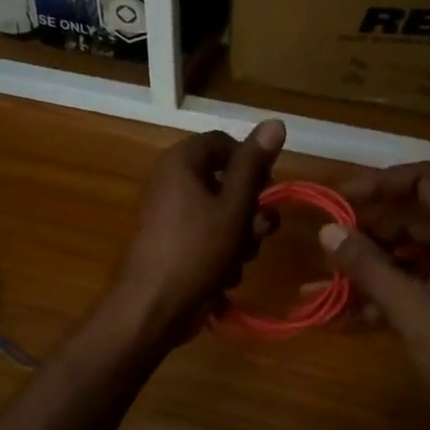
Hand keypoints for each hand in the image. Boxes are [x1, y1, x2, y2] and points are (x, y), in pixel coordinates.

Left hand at [113, 120, 284, 343]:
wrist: (154, 307)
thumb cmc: (197, 250)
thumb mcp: (234, 205)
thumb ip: (254, 165)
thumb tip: (275, 121)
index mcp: (181, 162)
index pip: (224, 143)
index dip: (251, 163)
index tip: (269, 188)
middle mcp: (172, 181)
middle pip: (226, 181)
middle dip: (250, 210)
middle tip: (258, 231)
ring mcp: (171, 214)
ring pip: (223, 214)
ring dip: (241, 237)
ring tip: (238, 259)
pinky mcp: (174, 243)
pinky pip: (208, 237)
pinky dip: (221, 253)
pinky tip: (223, 276)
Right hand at [322, 162, 429, 429]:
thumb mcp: (412, 308)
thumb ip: (368, 266)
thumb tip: (327, 230)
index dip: (385, 182)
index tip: (343, 197)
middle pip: (414, 221)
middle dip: (368, 229)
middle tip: (328, 240)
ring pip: (406, 260)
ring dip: (366, 268)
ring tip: (322, 279)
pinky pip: (406, 293)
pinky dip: (374, 300)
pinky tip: (336, 316)